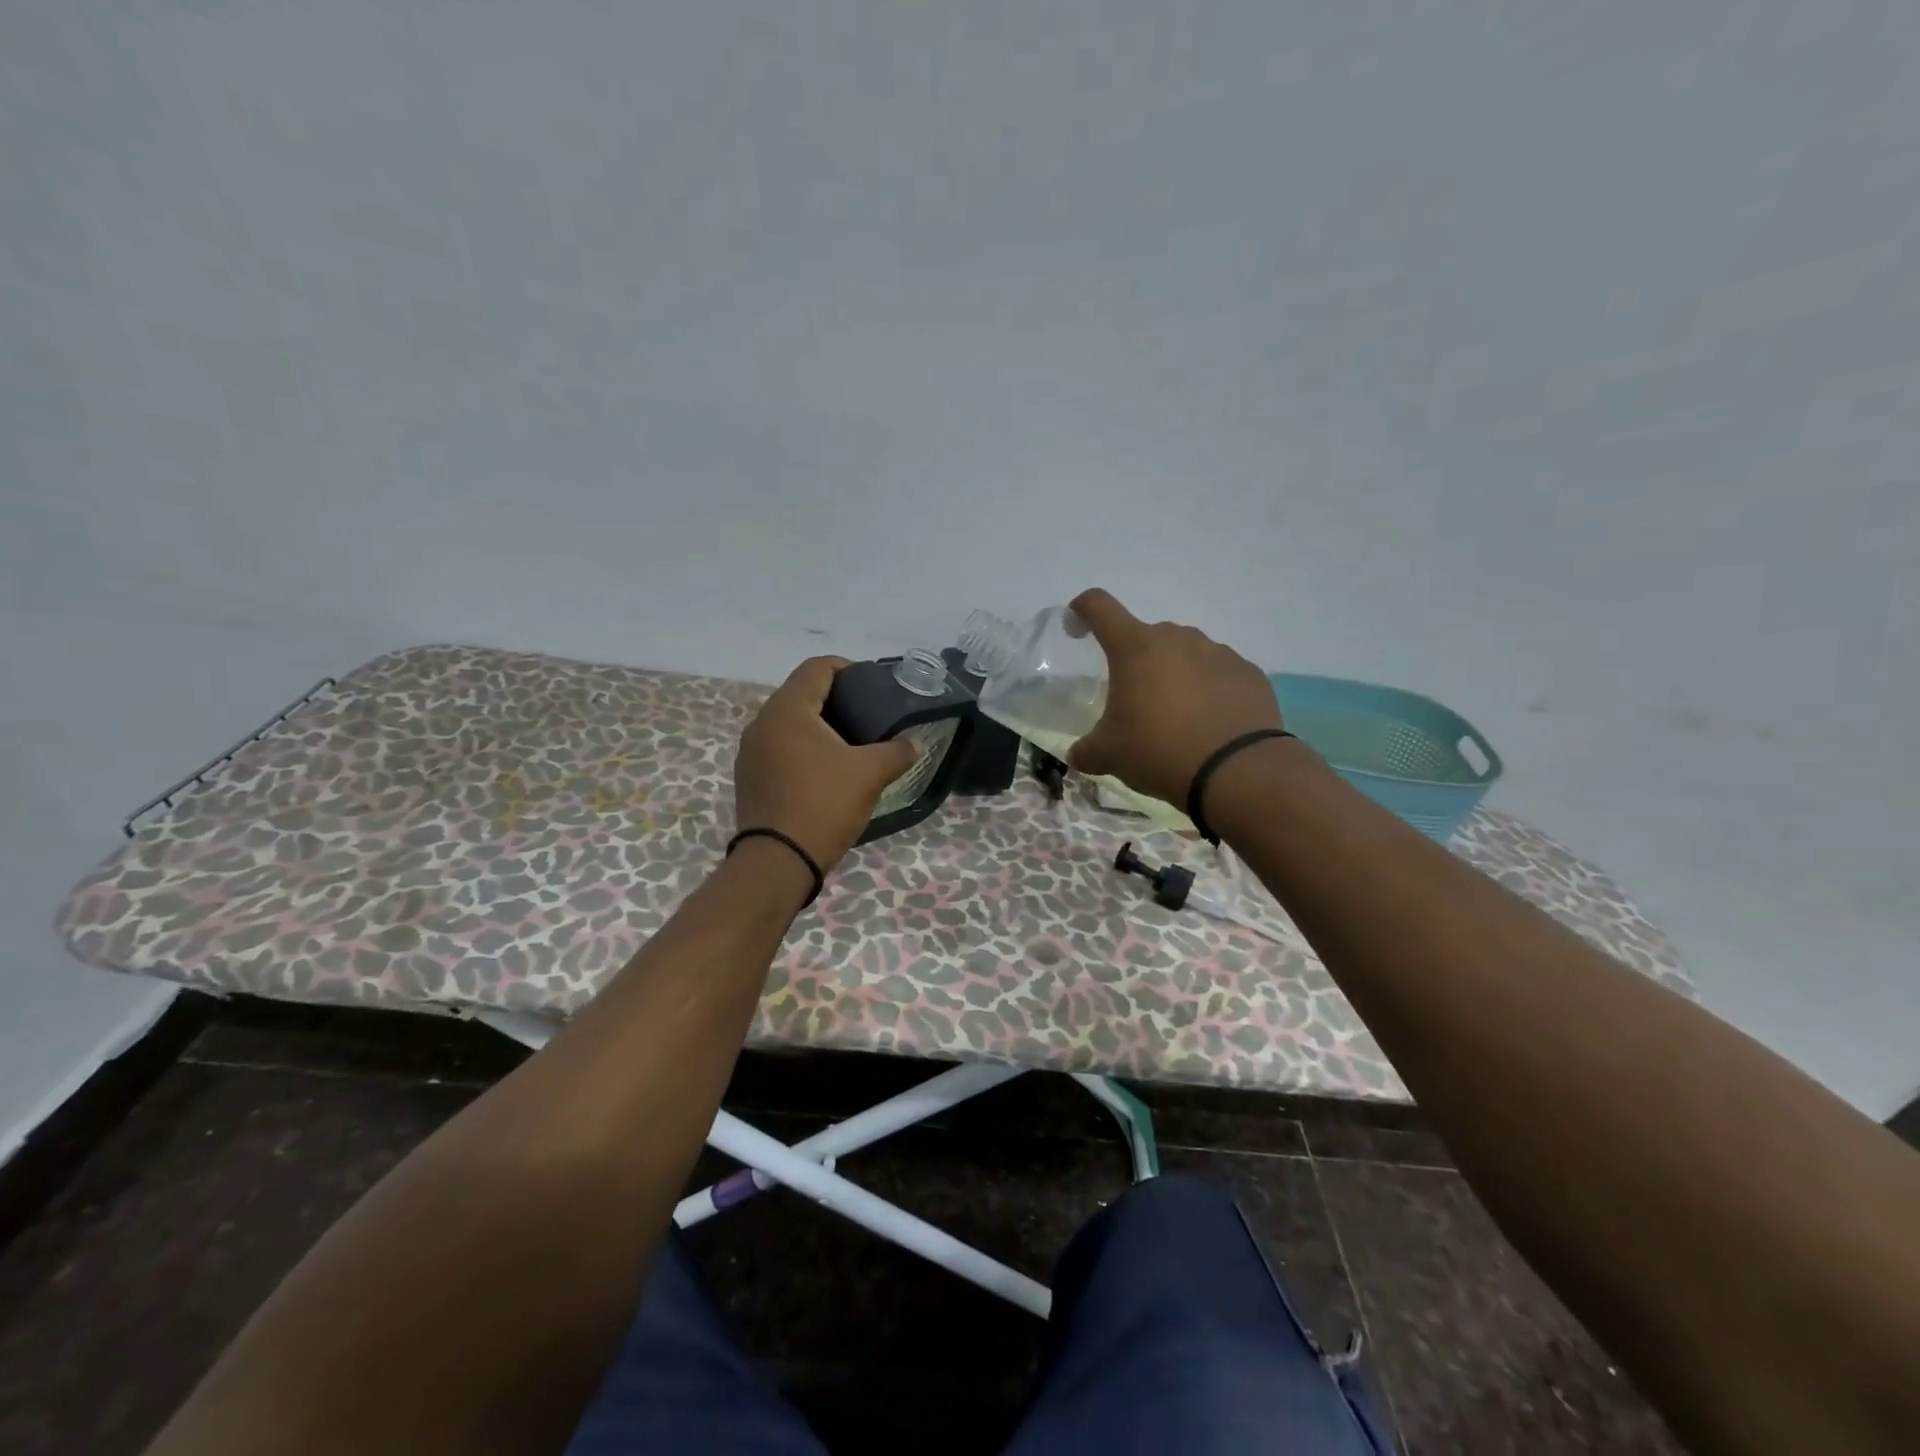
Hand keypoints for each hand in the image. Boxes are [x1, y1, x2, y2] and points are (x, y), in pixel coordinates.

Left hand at [734, 656, 919, 870]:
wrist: (778, 861)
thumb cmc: (823, 805)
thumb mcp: (869, 774)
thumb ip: (896, 751)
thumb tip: (914, 743)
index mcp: (788, 710)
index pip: (816, 668)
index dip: (847, 668)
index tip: (871, 686)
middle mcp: (762, 723)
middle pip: (801, 693)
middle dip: (835, 699)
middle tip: (867, 717)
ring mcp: (750, 751)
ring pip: (788, 722)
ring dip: (818, 726)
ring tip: (849, 745)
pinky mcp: (748, 776)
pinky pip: (778, 747)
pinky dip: (802, 748)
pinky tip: (824, 770)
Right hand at [1067, 588, 1285, 811]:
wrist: (1237, 771)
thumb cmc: (1159, 751)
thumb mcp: (1109, 756)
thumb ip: (1086, 750)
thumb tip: (1077, 755)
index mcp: (1134, 648)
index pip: (1099, 606)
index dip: (1082, 609)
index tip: (1077, 626)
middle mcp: (1177, 638)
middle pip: (1146, 636)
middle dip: (1136, 661)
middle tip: (1134, 700)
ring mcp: (1218, 652)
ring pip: (1185, 653)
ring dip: (1174, 674)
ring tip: (1176, 716)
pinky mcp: (1248, 672)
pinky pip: (1218, 673)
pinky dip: (1208, 690)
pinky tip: (1209, 724)